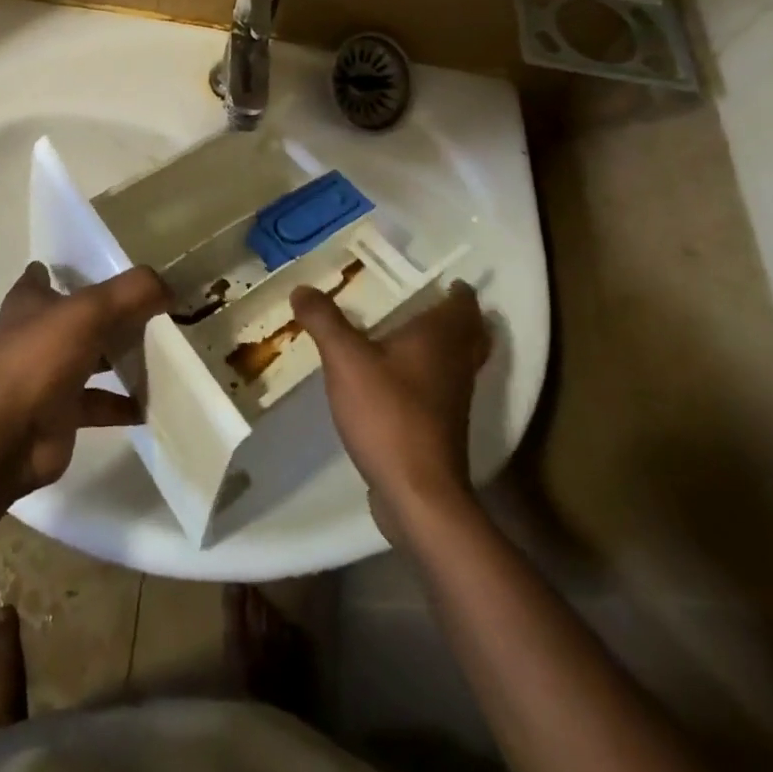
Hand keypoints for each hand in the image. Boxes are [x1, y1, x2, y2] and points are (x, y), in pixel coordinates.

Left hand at [0, 262, 169, 497]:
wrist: (9, 440)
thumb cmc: (40, 361)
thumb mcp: (90, 312)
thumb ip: (132, 292)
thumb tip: (168, 286)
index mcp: (29, 302)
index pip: (47, 274)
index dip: (74, 268)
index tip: (111, 266)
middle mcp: (36, 334)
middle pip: (78, 317)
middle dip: (111, 313)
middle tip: (153, 307)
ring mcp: (47, 374)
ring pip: (90, 358)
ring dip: (119, 357)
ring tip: (161, 352)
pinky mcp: (61, 411)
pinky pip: (99, 402)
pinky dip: (123, 402)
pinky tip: (152, 401)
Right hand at [291, 281, 491, 528]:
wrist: (418, 494)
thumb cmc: (388, 413)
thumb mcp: (345, 359)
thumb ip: (324, 320)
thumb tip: (302, 287)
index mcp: (440, 338)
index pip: (463, 303)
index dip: (456, 289)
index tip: (439, 277)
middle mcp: (456, 363)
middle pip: (470, 332)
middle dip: (454, 316)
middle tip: (425, 301)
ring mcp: (454, 399)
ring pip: (458, 361)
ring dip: (443, 345)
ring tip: (407, 333)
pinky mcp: (444, 428)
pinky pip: (443, 388)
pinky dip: (430, 375)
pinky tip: (397, 378)